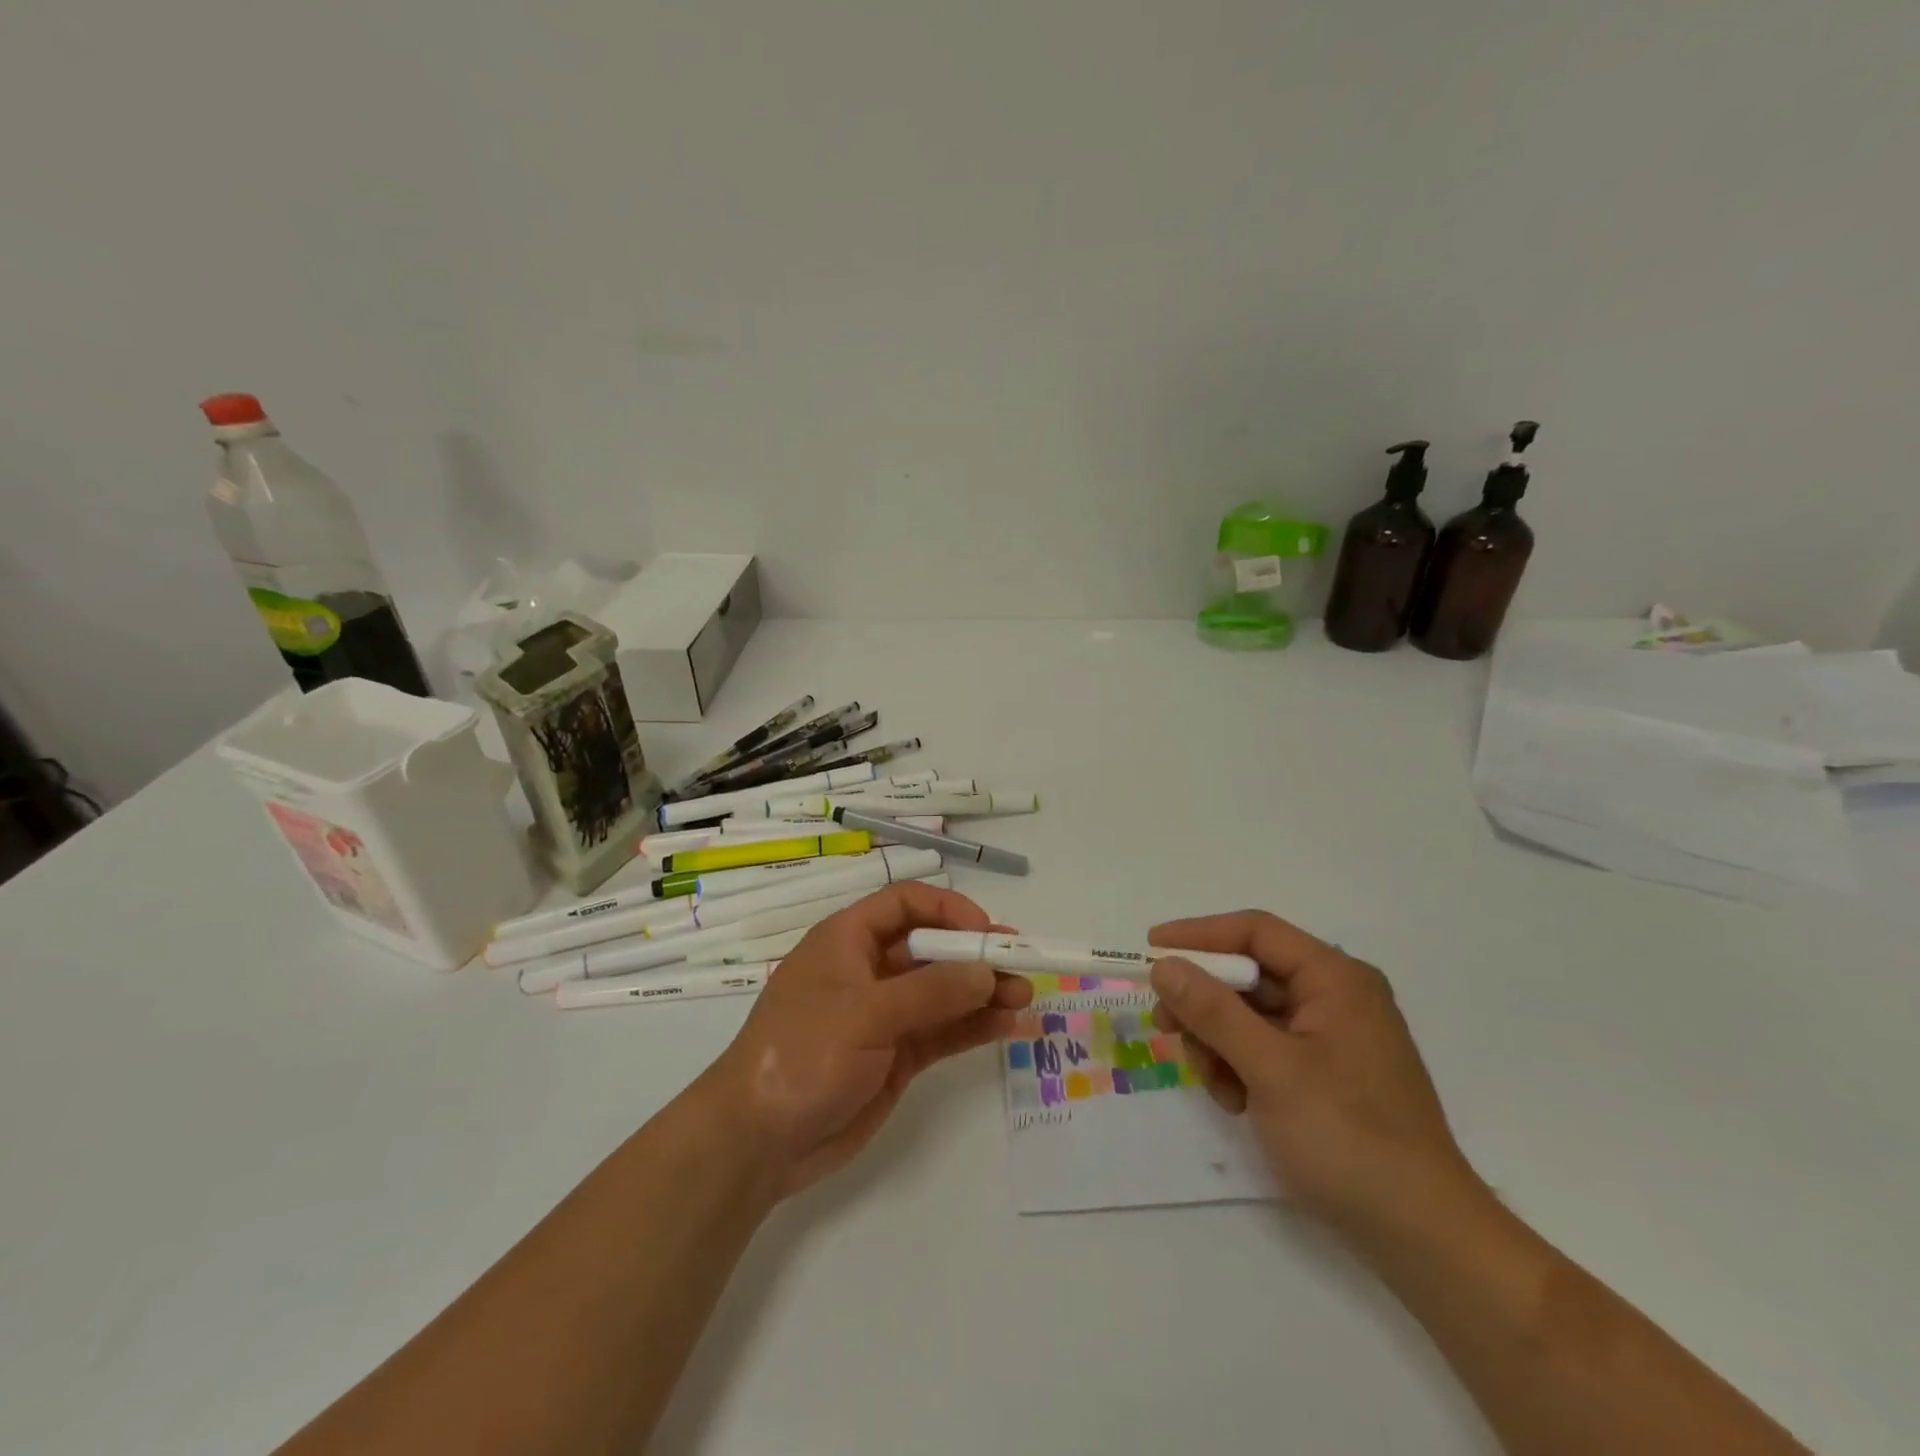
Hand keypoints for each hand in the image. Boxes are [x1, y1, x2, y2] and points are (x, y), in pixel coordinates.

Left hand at [696, 881, 1032, 1198]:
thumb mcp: (865, 1014)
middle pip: (932, 948)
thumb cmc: (801, 1054)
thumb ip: (930, 992)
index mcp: (848, 940)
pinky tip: (1006, 1026)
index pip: (905, 905)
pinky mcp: (895, 1056)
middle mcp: (869, 970)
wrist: (757, 1141)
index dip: (948, 910)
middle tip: (1022, 966)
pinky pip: (941, 1032)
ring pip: (942, 992)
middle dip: (976, 955)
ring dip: (982, 992)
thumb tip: (987, 971)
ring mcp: (884, 1015)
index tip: (987, 932)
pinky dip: (972, 1027)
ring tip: (1025, 998)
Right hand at [1149, 911, 1480, 1241]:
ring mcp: (1332, 1039)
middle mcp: (1335, 998)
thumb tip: (1164, 966)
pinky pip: (1265, 1050)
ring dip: (1219, 1043)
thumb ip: (1213, 1011)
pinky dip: (1240, 1068)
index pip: (1256, 932)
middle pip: (1249, 976)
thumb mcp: (1271, 1069)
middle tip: (1166, 1026)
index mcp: (1335, 979)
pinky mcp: (1326, 1075)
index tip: (1151, 949)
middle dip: (1205, 1003)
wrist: (1422, 1238)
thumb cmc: (1347, 1138)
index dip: (1200, 935)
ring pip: (1251, 1016)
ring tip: (1213, 1085)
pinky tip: (1236, 1103)